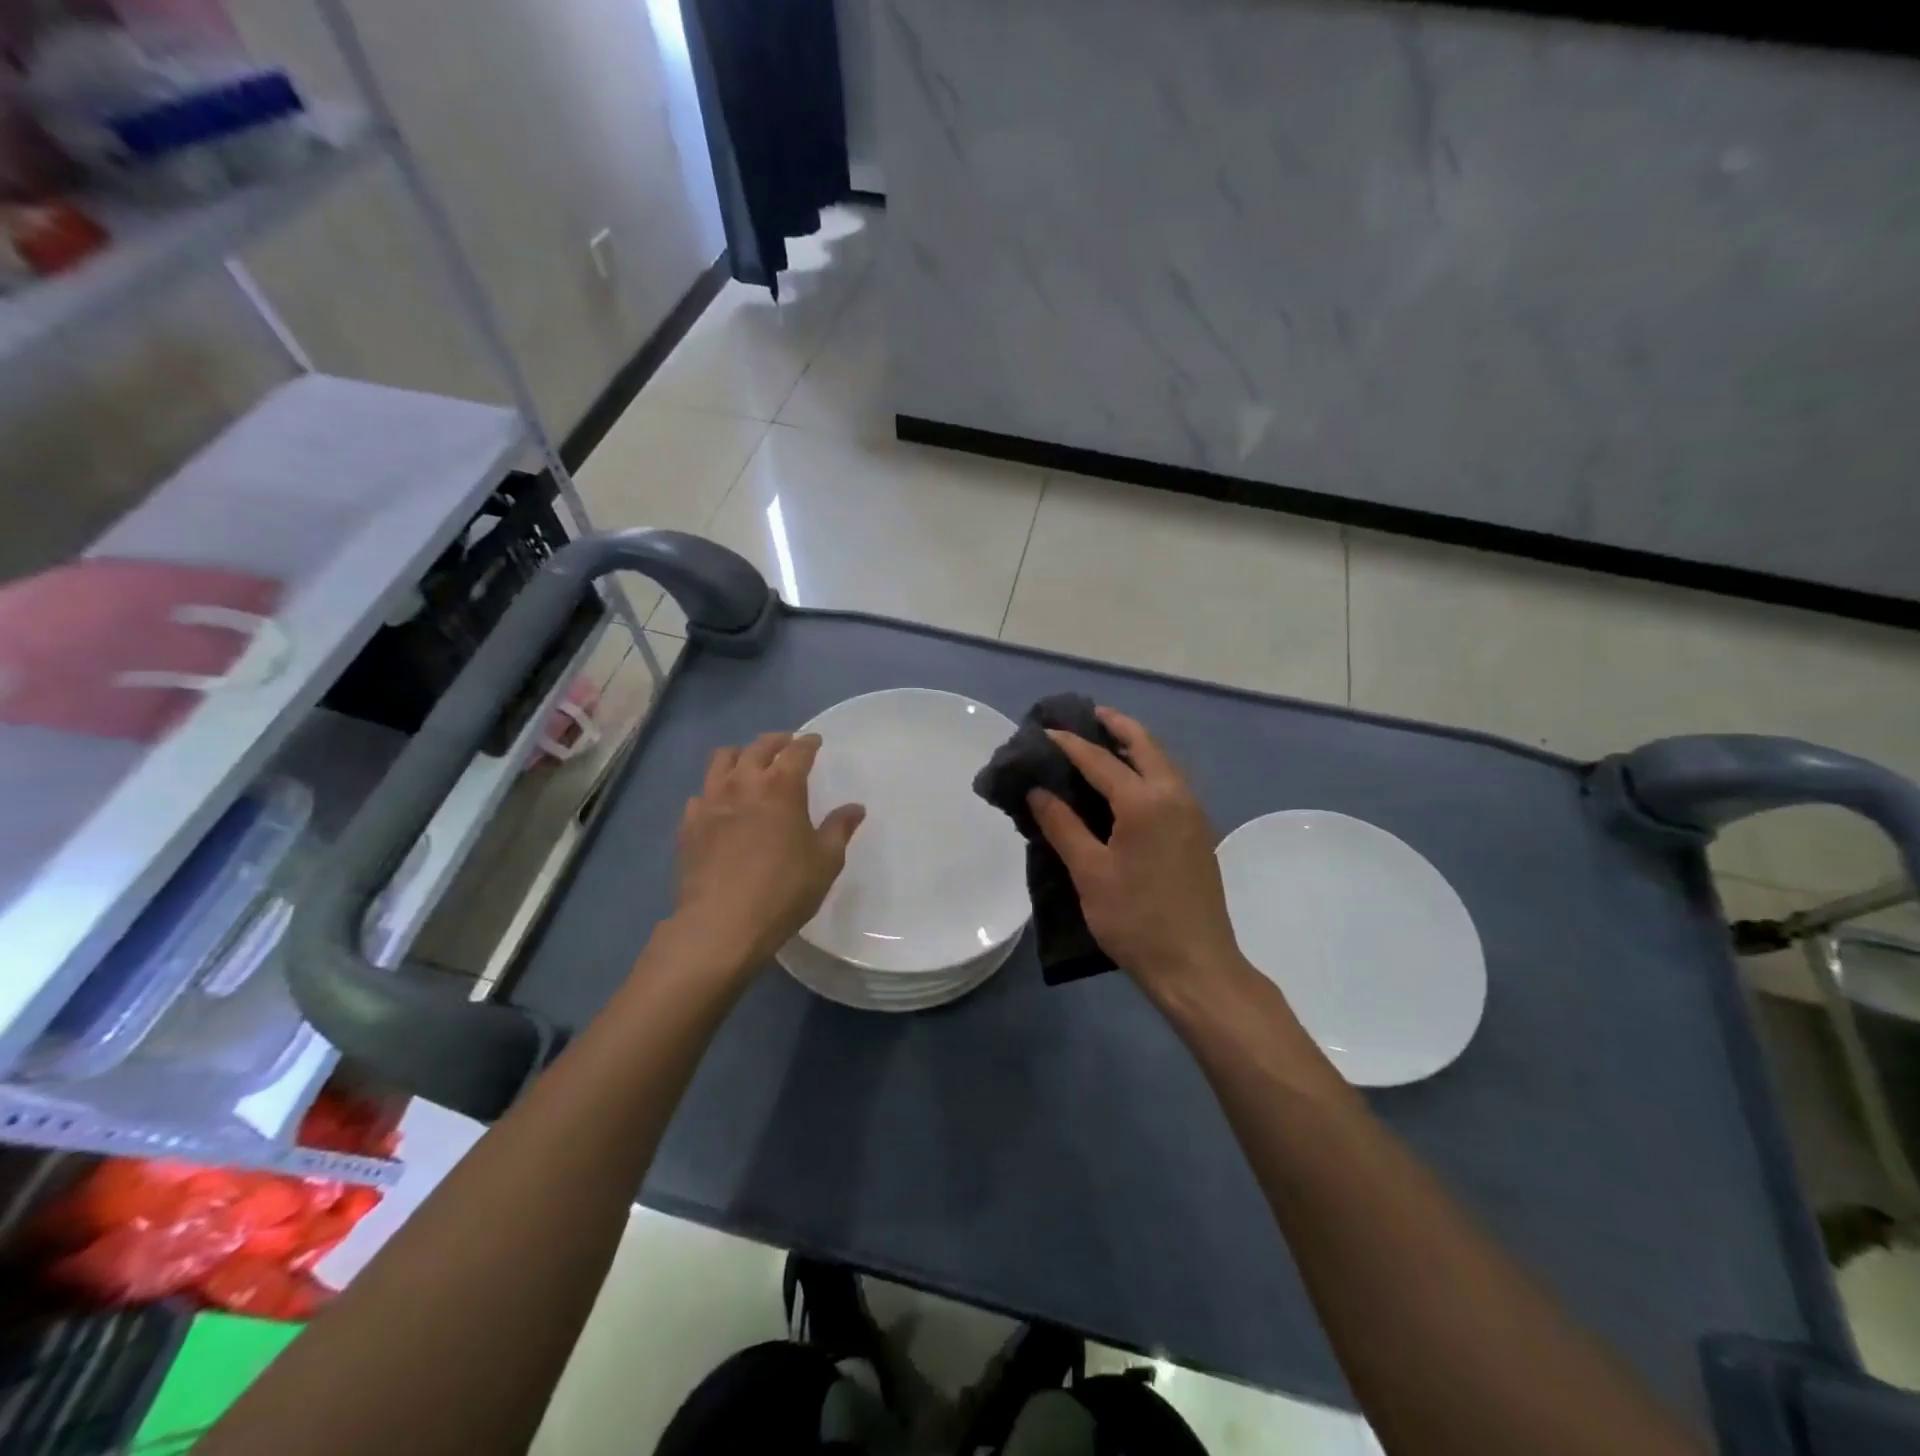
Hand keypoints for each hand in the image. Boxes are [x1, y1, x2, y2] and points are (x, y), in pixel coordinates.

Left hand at [667, 732, 865, 975]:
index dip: (808, 743)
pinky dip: (714, 790)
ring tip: (749, 764)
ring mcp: (711, 801)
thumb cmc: (783, 889)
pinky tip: (721, 805)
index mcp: (781, 786)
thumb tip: (855, 808)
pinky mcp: (688, 824)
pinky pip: (701, 794)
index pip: (797, 751)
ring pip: (721, 760)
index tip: (814, 741)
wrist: (721, 923)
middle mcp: (743, 783)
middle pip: (758, 747)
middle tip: (786, 744)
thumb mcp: (825, 861)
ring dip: (740, 755)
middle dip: (775, 741)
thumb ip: (840, 829)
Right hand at [1028, 708, 1241, 1002]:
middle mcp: (1175, 795)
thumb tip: (1038, 790)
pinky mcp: (1198, 831)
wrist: (1196, 965)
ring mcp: (1193, 812)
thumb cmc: (1136, 919)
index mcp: (1145, 801)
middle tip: (1085, 716)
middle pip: (1144, 744)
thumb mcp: (1090, 872)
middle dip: (1114, 725)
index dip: (1070, 743)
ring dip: (1134, 745)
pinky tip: (1127, 783)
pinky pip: (1170, 781)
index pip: (1100, 760)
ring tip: (1103, 742)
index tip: (1044, 730)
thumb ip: (1062, 825)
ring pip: (1162, 761)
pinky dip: (1147, 767)